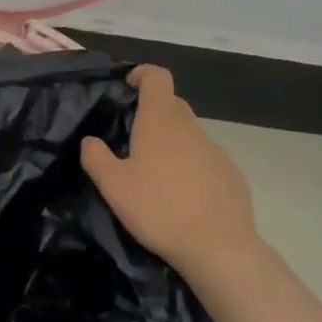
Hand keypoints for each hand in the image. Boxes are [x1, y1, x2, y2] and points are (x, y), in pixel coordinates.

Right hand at [81, 65, 257, 276]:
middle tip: (134, 139)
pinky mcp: (232, 174)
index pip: (157, 76)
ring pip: (189, 133)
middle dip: (153, 112)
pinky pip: (206, 159)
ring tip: (158, 174)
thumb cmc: (159, 209)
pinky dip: (193, 166)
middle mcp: (190, 127)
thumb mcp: (114, 186)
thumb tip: (89, 141)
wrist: (219, 248)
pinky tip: (185, 196)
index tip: (129, 86)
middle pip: (172, 104)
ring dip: (173, 142)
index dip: (143, 74)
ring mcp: (215, 150)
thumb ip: (96, 158)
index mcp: (160, 120)